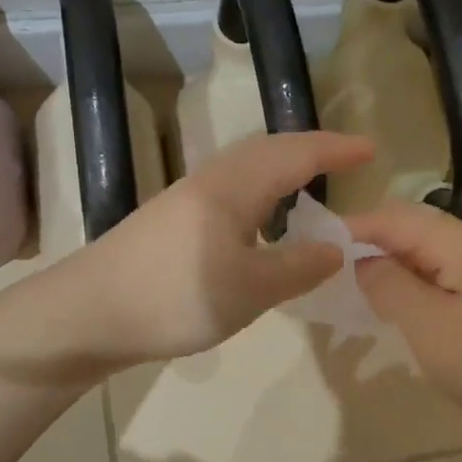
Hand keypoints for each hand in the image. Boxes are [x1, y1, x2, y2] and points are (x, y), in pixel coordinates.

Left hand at [44, 131, 374, 373]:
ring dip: (282, 168)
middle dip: (311, 151)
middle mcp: (210, 180)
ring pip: (246, 168)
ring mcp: (186, 198)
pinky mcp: (171, 219)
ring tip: (309, 184)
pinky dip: (260, 190)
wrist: (89, 312)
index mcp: (233, 187)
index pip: (296, 155)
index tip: (372, 149)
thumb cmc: (175, 297)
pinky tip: (259, 219)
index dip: (336, 150)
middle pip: (268, 151)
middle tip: (346, 161)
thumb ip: (298, 267)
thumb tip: (337, 248)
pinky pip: (230, 189)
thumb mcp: (249, 289)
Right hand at [347, 201, 461, 436]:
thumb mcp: (425, 323)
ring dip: (385, 263)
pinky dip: (406, 281)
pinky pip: (435, 274)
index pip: (394, 216)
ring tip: (349, 284)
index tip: (313, 245)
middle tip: (327, 266)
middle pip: (408, 227)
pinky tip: (388, 303)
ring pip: (420, 252)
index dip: (352, 226)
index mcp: (459, 241)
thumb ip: (387, 283)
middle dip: (367, 241)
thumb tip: (362, 261)